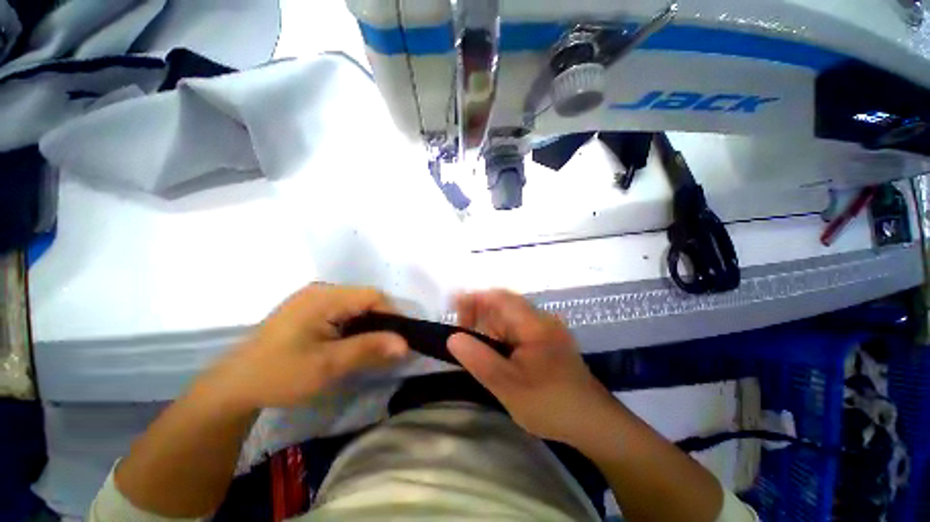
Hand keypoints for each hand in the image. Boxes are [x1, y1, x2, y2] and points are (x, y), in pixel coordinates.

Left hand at [199, 284, 409, 409]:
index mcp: (324, 297)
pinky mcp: (309, 310)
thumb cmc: (279, 375)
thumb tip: (405, 344)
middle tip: (386, 348)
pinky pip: (343, 312)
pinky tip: (351, 344)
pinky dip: (354, 326)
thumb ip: (368, 349)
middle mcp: (320, 291)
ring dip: (368, 325)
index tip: (398, 340)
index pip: (372, 296)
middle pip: (365, 299)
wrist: (232, 387)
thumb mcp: (327, 365)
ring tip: (371, 348)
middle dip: (380, 322)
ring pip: (356, 306)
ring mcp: (313, 299)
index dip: (391, 315)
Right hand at [448, 290, 613, 443]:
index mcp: (534, 324)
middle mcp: (541, 319)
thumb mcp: (508, 386)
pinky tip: (493, 352)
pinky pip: (517, 329)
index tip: (453, 305)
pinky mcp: (546, 340)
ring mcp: (545, 329)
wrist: (593, 423)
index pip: (500, 297)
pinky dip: (500, 336)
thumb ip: (479, 360)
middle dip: (479, 314)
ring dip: (488, 326)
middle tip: (460, 333)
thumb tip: (453, 337)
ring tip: (473, 345)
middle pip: (503, 305)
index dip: (475, 297)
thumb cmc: (550, 404)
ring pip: (509, 318)